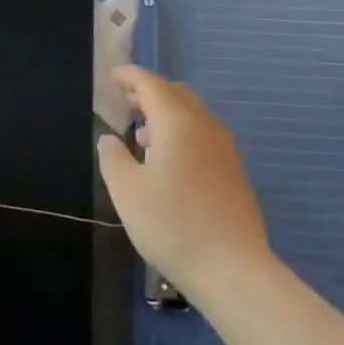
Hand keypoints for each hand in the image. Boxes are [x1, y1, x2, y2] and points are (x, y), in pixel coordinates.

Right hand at [96, 67, 272, 300]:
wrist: (234, 268)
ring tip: (143, 135)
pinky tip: (170, 162)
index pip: (151, 84)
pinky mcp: (234, 170)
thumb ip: (113, 159)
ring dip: (167, 114)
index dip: (131, 76)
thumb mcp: (128, 193)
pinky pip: (204, 135)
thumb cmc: (173, 225)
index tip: (114, 76)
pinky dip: (183, 133)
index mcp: (177, 122)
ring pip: (192, 114)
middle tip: (127, 100)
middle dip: (150, 92)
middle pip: (176, 94)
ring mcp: (224, 147)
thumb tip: (110, 138)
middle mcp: (204, 125)